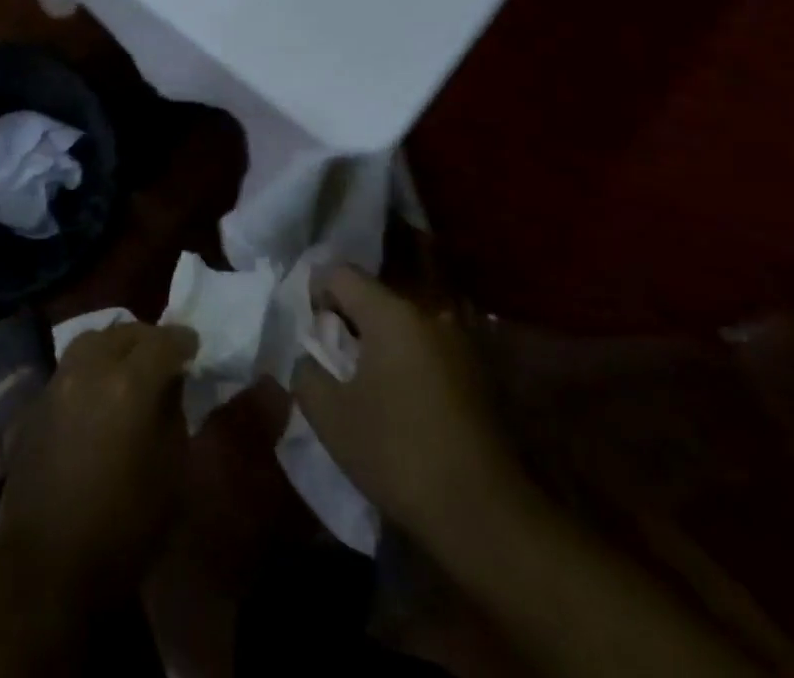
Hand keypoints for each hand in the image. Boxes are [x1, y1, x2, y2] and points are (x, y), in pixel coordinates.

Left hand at [0, 322, 197, 604]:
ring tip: (130, 365)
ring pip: (91, 340)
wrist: (46, 566)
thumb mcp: (172, 475)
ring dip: (115, 345)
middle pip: (124, 332)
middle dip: (148, 338)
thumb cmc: (123, 529)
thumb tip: (170, 387)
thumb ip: (173, 416)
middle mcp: (90, 369)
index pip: (163, 341)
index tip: (193, 348)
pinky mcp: (35, 401)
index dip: (182, 341)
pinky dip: (89, 366)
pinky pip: (69, 366)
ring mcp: (58, 381)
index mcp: (129, 385)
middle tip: (164, 355)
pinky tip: (98, 391)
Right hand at [292, 266, 520, 551]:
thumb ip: (306, 371)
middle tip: (332, 365)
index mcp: (392, 313)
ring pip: (402, 328)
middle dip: (347, 323)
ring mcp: (460, 345)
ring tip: (366, 389)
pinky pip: (427, 352)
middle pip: (373, 299)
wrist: (487, 518)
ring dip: (379, 347)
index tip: (310, 334)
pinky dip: (406, 366)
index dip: (315, 294)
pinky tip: (401, 407)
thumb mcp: (330, 416)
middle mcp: (429, 315)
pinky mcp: (479, 377)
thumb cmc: (399, 454)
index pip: (340, 273)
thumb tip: (309, 358)